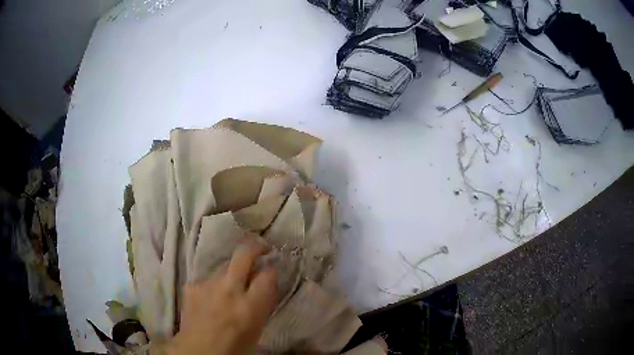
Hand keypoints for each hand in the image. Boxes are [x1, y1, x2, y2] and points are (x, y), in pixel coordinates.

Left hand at [165, 240, 278, 354]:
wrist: (199, 350)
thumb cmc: (235, 345)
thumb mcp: (258, 327)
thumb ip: (263, 302)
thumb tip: (266, 282)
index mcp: (250, 305)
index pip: (268, 273)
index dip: (271, 269)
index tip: (271, 270)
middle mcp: (229, 289)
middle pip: (244, 254)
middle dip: (254, 247)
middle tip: (259, 248)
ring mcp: (207, 284)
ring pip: (223, 267)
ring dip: (229, 274)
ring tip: (226, 289)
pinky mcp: (192, 285)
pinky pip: (207, 279)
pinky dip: (211, 286)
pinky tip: (209, 298)